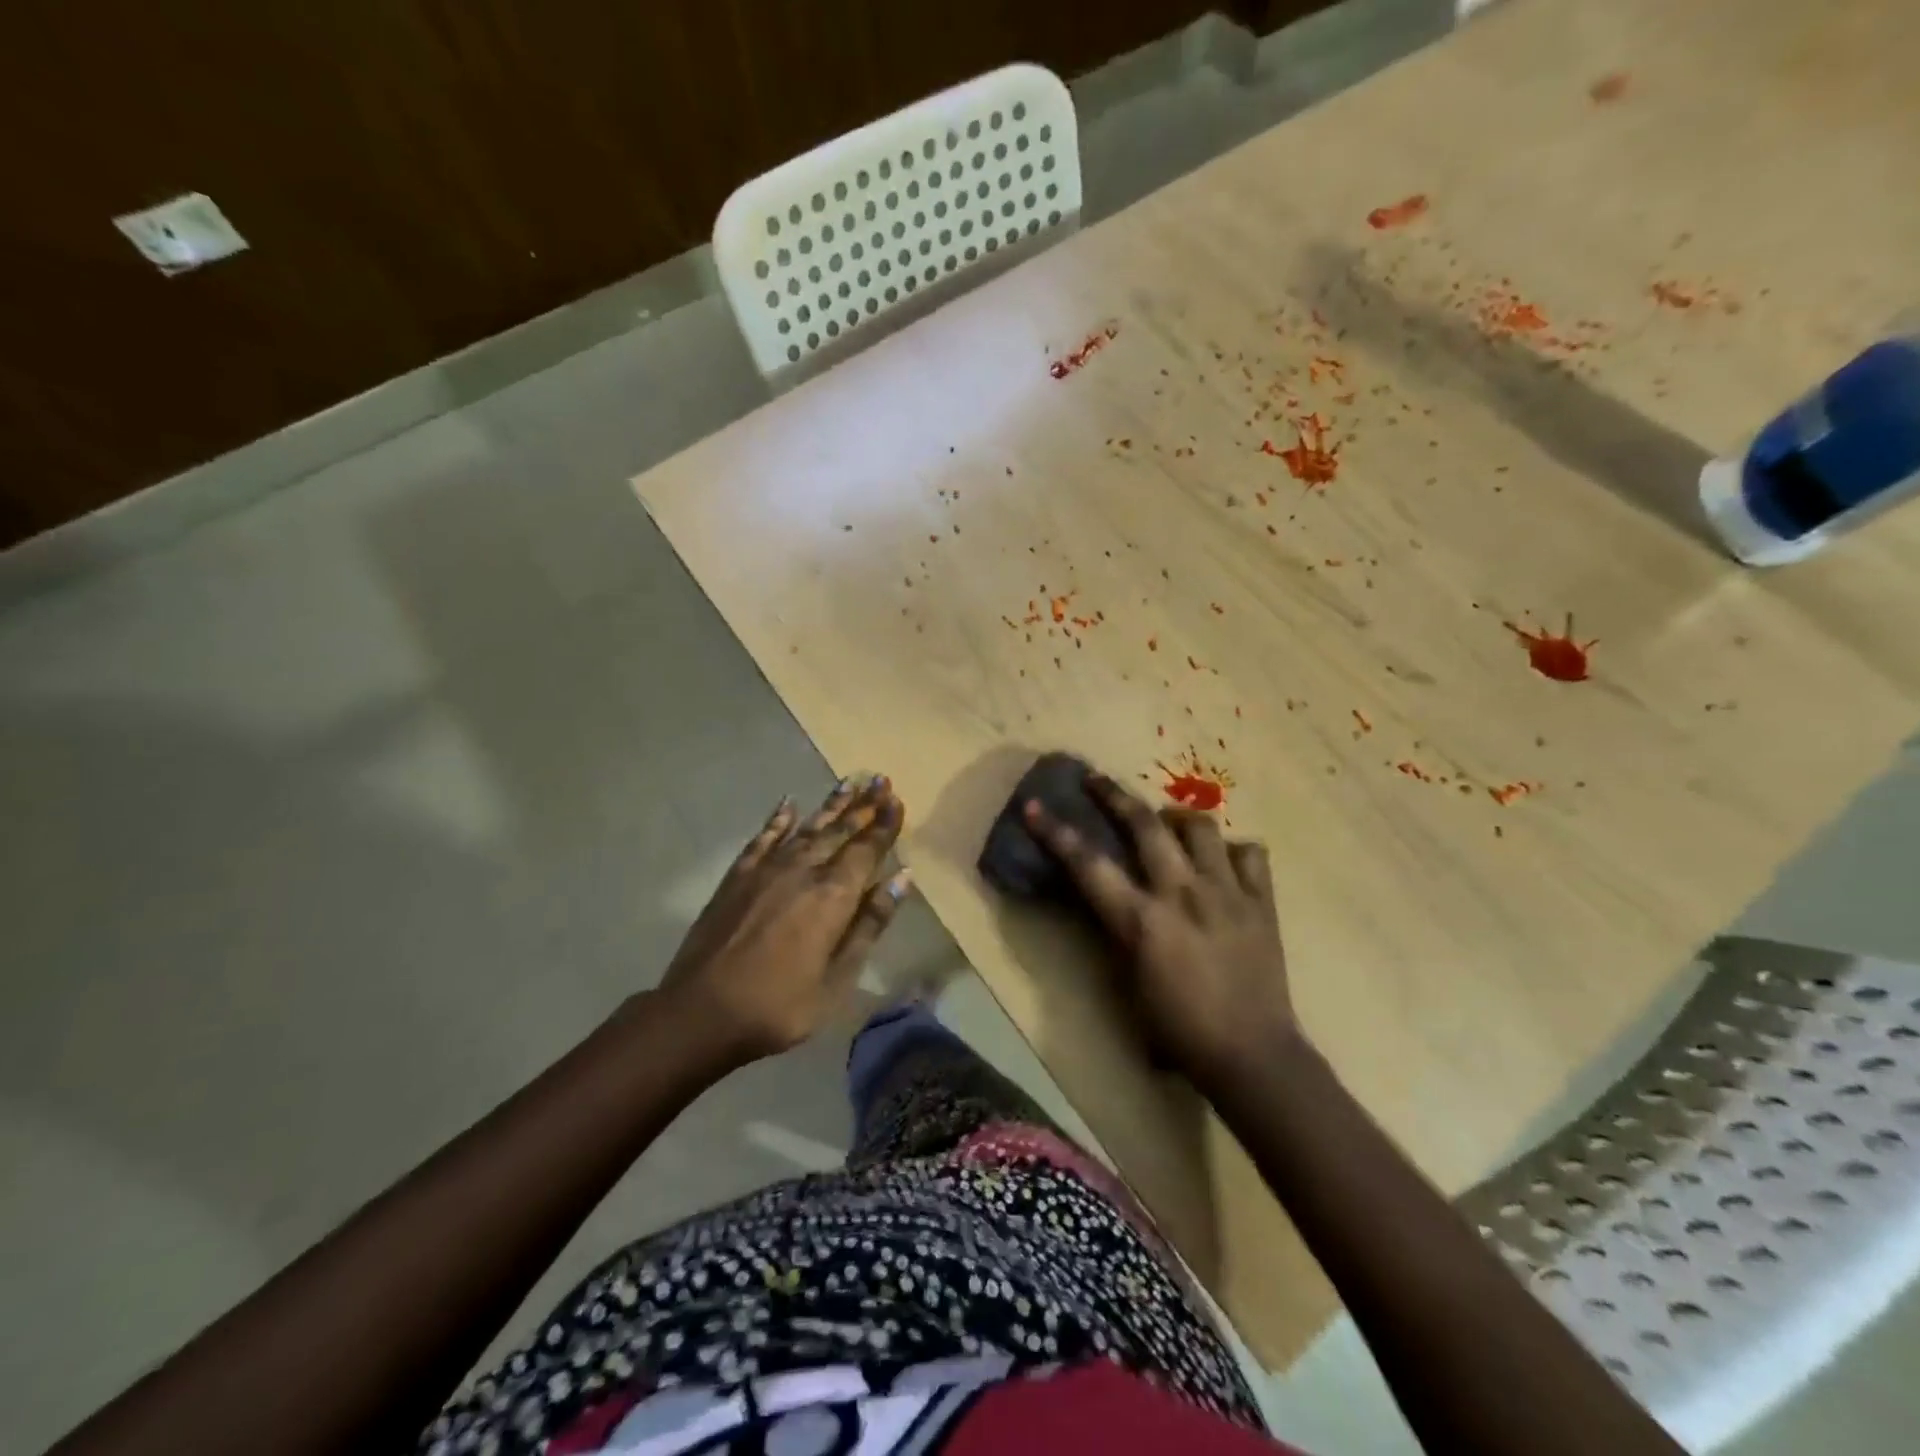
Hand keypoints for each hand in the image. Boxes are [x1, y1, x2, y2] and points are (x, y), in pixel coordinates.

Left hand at [660, 776, 910, 1062]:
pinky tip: (789, 804)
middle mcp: (803, 871)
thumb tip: (902, 877)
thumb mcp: (837, 978)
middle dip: (863, 806)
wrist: (700, 1014)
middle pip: (840, 831)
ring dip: (831, 805)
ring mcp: (766, 870)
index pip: (867, 849)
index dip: (884, 824)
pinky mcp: (737, 877)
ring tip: (849, 782)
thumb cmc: (779, 1006)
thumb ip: (870, 924)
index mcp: (833, 896)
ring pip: (807, 828)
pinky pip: (763, 839)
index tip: (897, 799)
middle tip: (880, 779)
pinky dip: (778, 820)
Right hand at [1024, 772, 1296, 1081]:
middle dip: (1112, 795)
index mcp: (1142, 920)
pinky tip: (1222, 860)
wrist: (1251, 1056)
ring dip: (1176, 817)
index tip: (1034, 805)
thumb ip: (1115, 931)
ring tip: (1166, 821)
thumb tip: (1105, 898)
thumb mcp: (1128, 981)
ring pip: (1200, 826)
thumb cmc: (1178, 1030)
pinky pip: (1250, 853)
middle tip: (1095, 780)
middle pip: (1144, 824)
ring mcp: (1226, 891)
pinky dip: (1232, 849)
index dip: (1056, 832)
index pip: (1088, 863)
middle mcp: (1182, 893)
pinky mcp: (1262, 901)